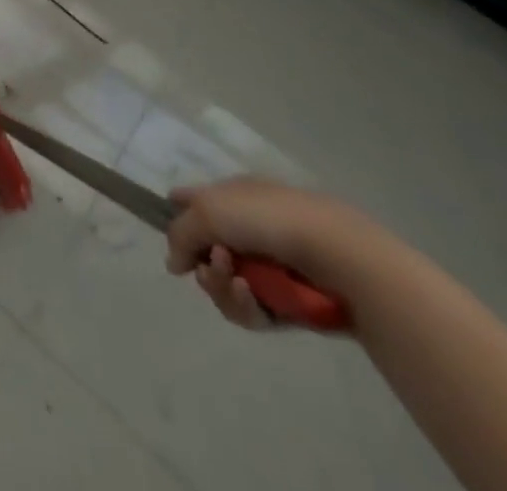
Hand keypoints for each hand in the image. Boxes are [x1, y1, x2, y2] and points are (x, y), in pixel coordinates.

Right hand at [165, 177, 382, 330]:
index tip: (171, 239)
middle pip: (204, 252)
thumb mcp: (207, 212)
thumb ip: (179, 235)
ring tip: (236, 283)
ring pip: (223, 284)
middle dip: (202, 264)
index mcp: (229, 197)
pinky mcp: (283, 302)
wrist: (334, 255)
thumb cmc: (265, 219)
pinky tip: (251, 297)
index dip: (176, 216)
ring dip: (220, 286)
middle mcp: (244, 229)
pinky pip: (250, 309)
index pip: (191, 201)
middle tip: (208, 267)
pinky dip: (244, 305)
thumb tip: (173, 263)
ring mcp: (265, 267)